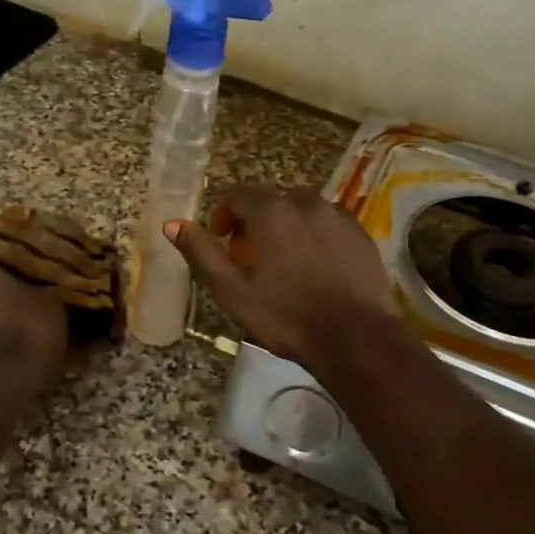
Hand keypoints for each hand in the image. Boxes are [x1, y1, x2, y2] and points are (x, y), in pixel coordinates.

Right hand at [166, 187, 398, 368]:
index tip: (222, 241)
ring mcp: (338, 216)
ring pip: (303, 212)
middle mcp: (306, 202)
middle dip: (256, 224)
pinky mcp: (362, 233)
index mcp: (271, 212)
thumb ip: (202, 253)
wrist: (355, 337)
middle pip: (272, 203)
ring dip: (288, 229)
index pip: (237, 195)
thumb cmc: (286, 316)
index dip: (224, 216)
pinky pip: (330, 225)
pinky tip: (318, 268)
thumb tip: (172, 223)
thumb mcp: (233, 291)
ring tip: (287, 264)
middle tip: (251, 259)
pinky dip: (317, 237)